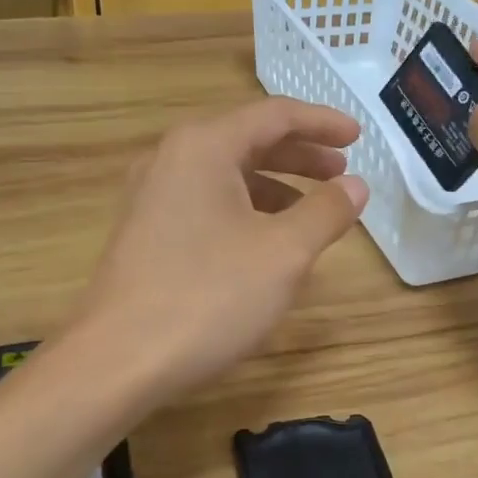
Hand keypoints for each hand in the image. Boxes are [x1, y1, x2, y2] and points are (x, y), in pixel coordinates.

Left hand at [72, 98, 369, 400]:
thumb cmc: (208, 298)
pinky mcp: (145, 236)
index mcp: (203, 147)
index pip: (274, 115)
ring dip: (274, 188)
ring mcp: (151, 199)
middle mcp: (171, 161)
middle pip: (247, 141)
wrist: (118, 361)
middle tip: (341, 174)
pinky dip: (245, 214)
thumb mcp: (283, 254)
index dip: (322, 123)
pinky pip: (206, 207)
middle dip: (300, 156)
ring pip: (225, 178)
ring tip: (311, 214)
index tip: (359, 138)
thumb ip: (325, 212)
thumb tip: (355, 186)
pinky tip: (265, 246)